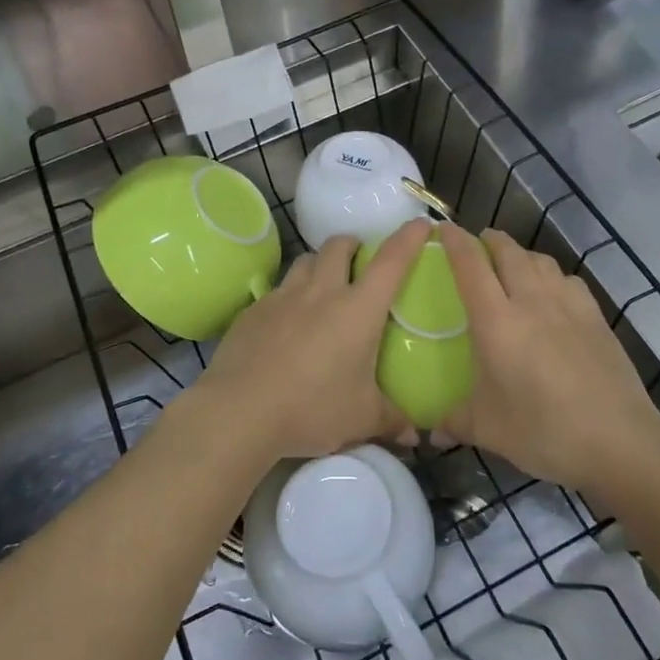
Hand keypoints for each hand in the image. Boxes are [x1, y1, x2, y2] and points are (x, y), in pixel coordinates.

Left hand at [189, 218, 433, 462]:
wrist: (239, 411)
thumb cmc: (312, 409)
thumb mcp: (361, 419)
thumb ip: (391, 420)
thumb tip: (415, 435)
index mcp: (358, 309)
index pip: (390, 261)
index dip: (408, 238)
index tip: (420, 224)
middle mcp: (321, 292)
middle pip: (338, 245)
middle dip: (352, 244)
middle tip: (359, 260)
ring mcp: (283, 297)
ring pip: (304, 261)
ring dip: (318, 264)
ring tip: (322, 286)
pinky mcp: (253, 311)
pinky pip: (276, 290)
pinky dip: (288, 296)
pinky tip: (286, 323)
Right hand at [437, 224, 659, 490]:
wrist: (619, 441)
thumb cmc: (543, 432)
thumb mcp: (488, 430)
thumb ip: (454, 421)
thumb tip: (431, 431)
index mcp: (496, 321)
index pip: (469, 264)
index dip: (453, 240)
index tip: (441, 228)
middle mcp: (531, 301)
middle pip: (508, 251)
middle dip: (489, 240)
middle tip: (476, 247)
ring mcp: (568, 305)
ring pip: (540, 260)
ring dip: (521, 255)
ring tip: (512, 266)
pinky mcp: (596, 316)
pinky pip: (568, 280)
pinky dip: (552, 276)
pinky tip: (552, 295)